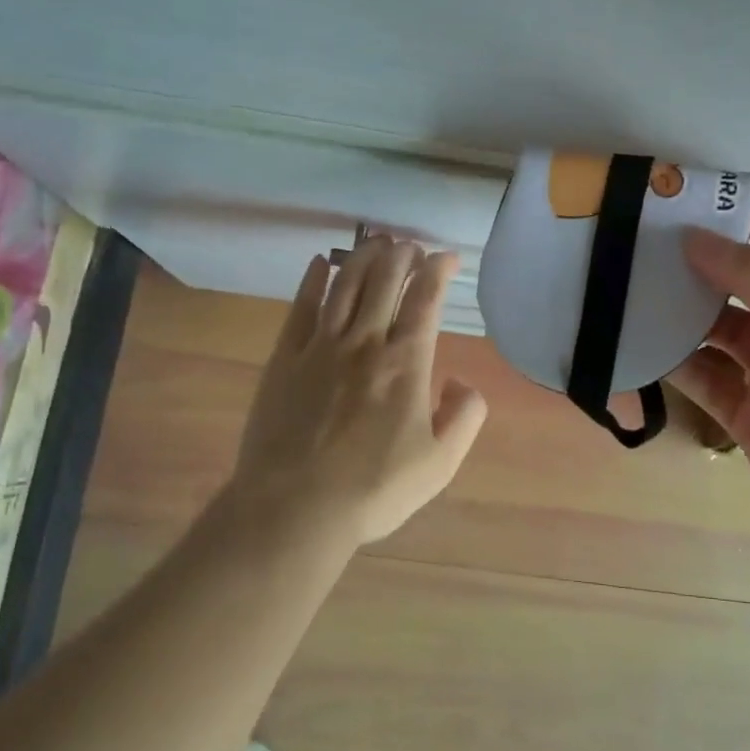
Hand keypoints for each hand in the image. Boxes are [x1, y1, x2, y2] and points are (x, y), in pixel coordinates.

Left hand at [230, 236, 488, 546]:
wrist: (294, 509)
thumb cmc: (373, 490)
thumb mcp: (440, 464)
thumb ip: (465, 417)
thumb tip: (463, 381)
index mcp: (405, 363)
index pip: (425, 300)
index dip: (438, 271)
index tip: (447, 257)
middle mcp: (364, 342)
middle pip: (384, 281)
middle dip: (402, 255)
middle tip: (411, 246)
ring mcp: (319, 347)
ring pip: (345, 284)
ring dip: (364, 257)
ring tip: (377, 241)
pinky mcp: (284, 358)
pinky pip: (301, 307)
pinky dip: (313, 280)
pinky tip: (321, 263)